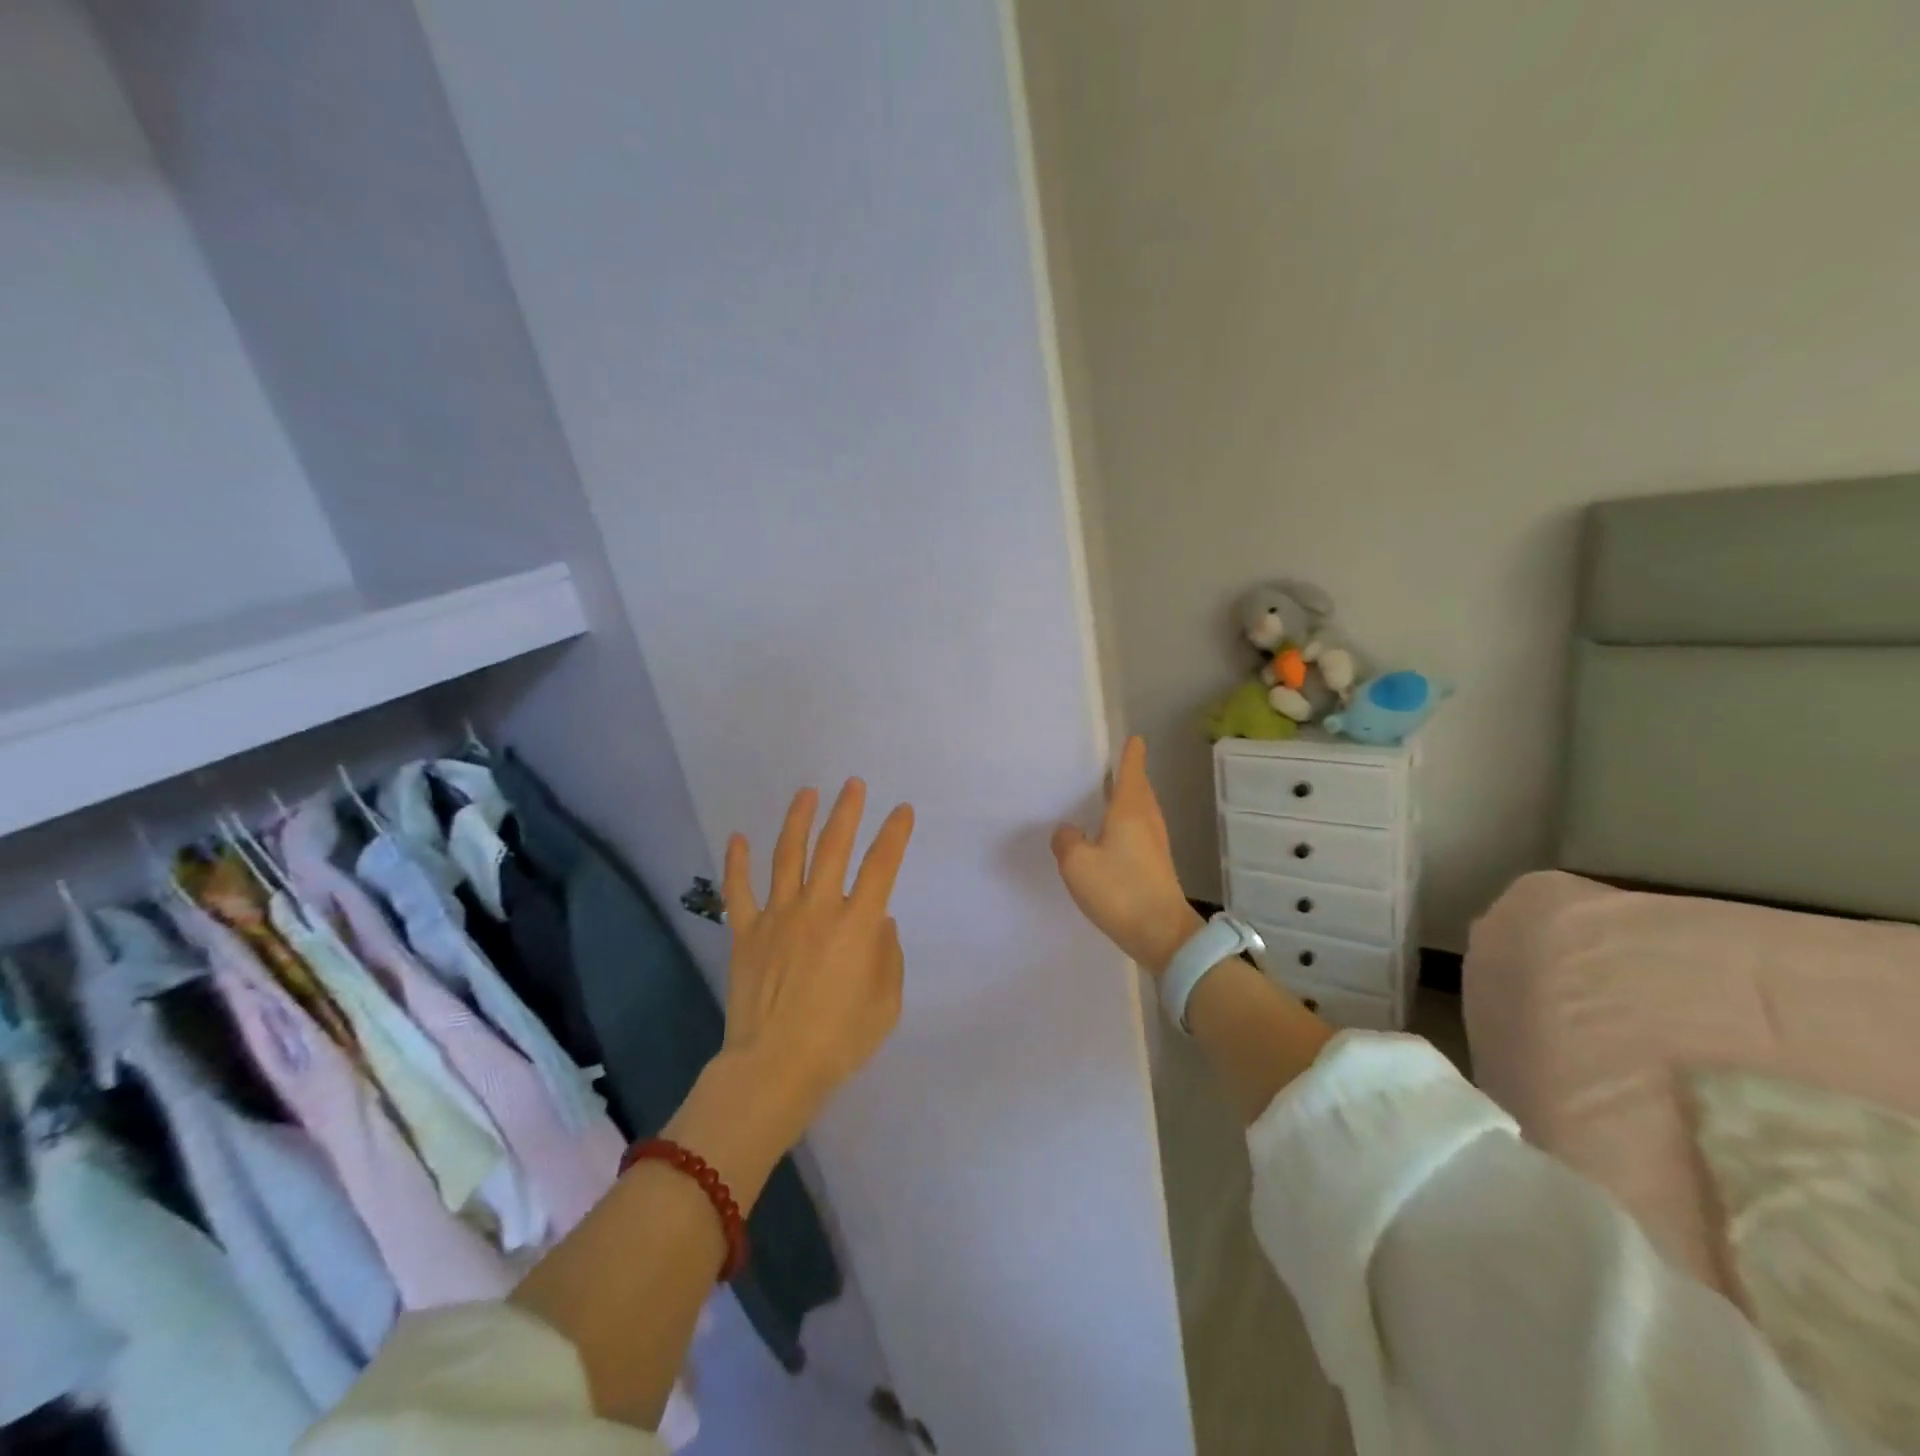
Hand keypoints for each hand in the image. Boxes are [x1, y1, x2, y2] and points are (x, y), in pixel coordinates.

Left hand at [719, 780, 915, 1134]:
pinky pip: (739, 891)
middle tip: (853, 785)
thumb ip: (888, 957)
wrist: (774, 1069)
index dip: (895, 834)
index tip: (902, 811)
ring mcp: (778, 917)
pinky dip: (737, 863)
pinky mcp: (746, 933)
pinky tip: (737, 838)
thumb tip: (879, 922)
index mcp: (857, 925)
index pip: (881, 866)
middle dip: (847, 811)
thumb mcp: (886, 1004)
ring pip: (788, 856)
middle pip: (833, 847)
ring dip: (798, 821)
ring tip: (807, 793)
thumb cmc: (839, 1041)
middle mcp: (818, 908)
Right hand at [1051, 737, 1202, 977]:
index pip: (1132, 772)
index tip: (1134, 738)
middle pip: (1140, 789)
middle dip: (1130, 775)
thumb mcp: (1077, 864)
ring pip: (1142, 811)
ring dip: (1129, 800)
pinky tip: (1112, 836)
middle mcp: (1147, 821)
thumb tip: (1069, 830)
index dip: (1131, 754)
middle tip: (1113, 765)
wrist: (1162, 934)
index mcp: (1130, 811)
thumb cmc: (1120, 890)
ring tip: (1108, 797)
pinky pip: (1140, 832)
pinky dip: (1128, 823)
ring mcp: (1156, 845)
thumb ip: (1067, 841)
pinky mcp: (1156, 866)